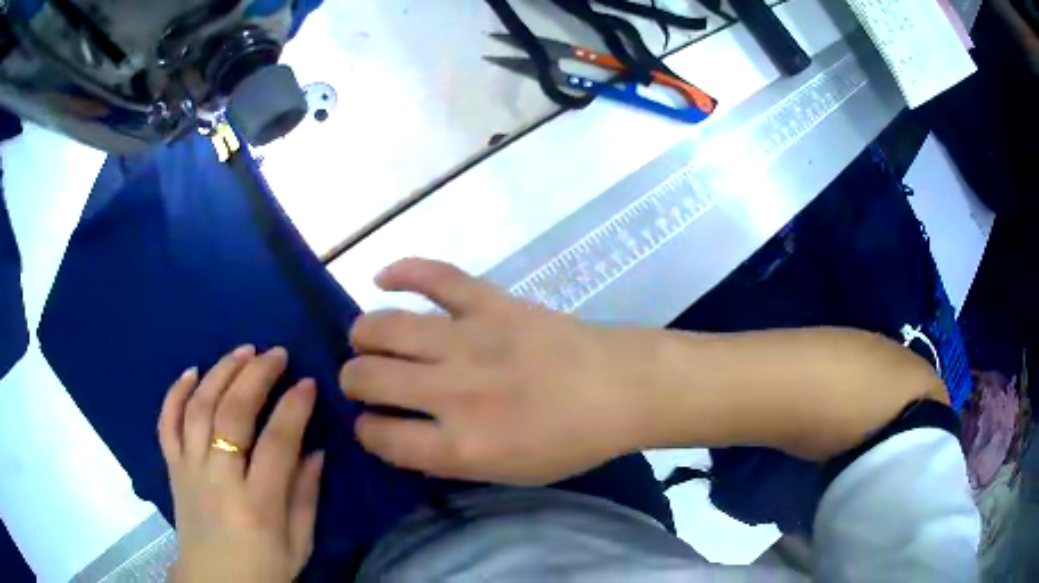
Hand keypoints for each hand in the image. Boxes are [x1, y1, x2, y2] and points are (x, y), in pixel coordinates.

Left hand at [159, 346, 324, 582]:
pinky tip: (191, 371)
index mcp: (257, 506)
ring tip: (241, 351)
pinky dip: (175, 393)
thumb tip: (316, 450)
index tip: (308, 383)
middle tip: (276, 354)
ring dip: (220, 373)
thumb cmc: (264, 569)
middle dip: (256, 376)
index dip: (294, 408)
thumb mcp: (299, 543)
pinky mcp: (173, 469)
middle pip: (232, 415)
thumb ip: (306, 496)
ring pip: (199, 409)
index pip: (277, 443)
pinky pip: (167, 424)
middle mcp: (219, 480)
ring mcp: (190, 470)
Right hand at [341, 258, 659, 484]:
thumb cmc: (570, 441)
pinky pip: (435, 277)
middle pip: (369, 378)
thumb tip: (400, 435)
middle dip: (353, 381)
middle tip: (362, 381)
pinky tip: (382, 277)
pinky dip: (403, 270)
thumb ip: (448, 459)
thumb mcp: (507, 474)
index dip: (366, 430)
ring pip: (384, 326)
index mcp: (461, 445)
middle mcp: (453, 392)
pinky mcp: (490, 302)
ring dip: (363, 335)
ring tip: (365, 340)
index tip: (370, 424)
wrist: (621, 388)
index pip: (380, 435)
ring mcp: (469, 340)